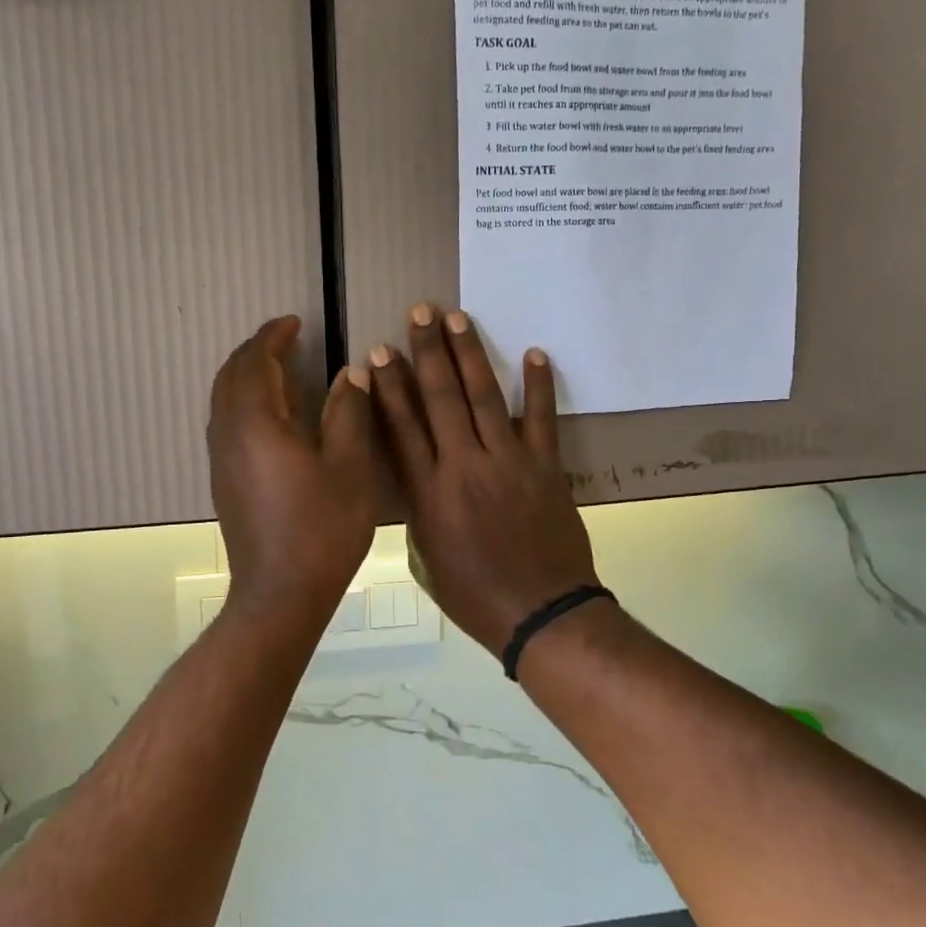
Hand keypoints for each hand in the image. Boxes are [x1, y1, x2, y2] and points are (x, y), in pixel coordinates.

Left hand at [208, 316, 375, 626]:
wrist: (280, 595)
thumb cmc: (321, 530)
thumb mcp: (349, 468)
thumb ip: (348, 413)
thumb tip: (350, 373)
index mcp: (257, 424)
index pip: (255, 362)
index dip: (273, 336)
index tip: (295, 322)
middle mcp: (228, 435)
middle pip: (230, 376)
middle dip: (255, 351)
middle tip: (287, 342)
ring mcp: (221, 460)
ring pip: (223, 400)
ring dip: (248, 376)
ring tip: (282, 372)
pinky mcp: (223, 482)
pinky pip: (226, 423)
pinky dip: (245, 402)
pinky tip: (275, 418)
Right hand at [369, 304, 598, 656]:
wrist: (541, 614)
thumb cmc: (475, 596)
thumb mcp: (426, 559)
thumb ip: (419, 512)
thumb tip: (419, 478)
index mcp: (429, 492)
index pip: (402, 426)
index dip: (390, 386)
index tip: (380, 351)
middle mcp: (463, 466)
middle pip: (441, 398)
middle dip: (428, 352)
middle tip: (420, 313)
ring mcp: (508, 462)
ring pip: (484, 397)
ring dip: (470, 354)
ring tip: (458, 319)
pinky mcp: (545, 466)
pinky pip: (541, 418)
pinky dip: (538, 385)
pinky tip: (534, 353)